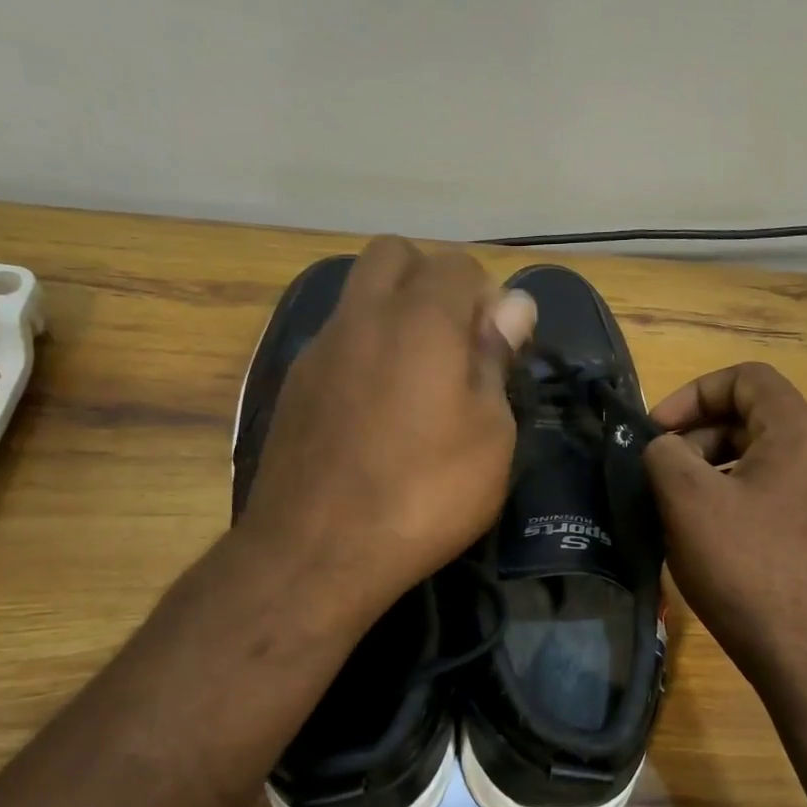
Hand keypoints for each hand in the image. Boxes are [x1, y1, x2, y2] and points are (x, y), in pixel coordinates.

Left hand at [233, 236, 535, 619]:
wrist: (317, 551)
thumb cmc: (424, 495)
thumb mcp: (490, 436)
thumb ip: (496, 359)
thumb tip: (512, 306)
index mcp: (420, 320)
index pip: (459, 265)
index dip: (487, 297)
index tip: (499, 347)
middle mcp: (362, 316)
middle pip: (395, 256)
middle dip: (432, 282)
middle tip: (457, 343)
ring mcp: (319, 348)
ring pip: (359, 295)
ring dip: (395, 313)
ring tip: (420, 379)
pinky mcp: (294, 385)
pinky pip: (337, 340)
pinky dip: (365, 350)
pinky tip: (378, 409)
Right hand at [643, 363, 806, 708]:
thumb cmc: (749, 570)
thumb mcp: (688, 502)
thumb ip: (664, 453)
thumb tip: (665, 447)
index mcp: (804, 432)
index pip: (747, 378)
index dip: (692, 393)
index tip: (657, 433)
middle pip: (758, 418)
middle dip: (701, 437)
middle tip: (663, 474)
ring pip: (771, 459)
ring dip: (721, 469)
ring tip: (684, 508)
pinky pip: (787, 494)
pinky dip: (747, 497)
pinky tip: (719, 537)